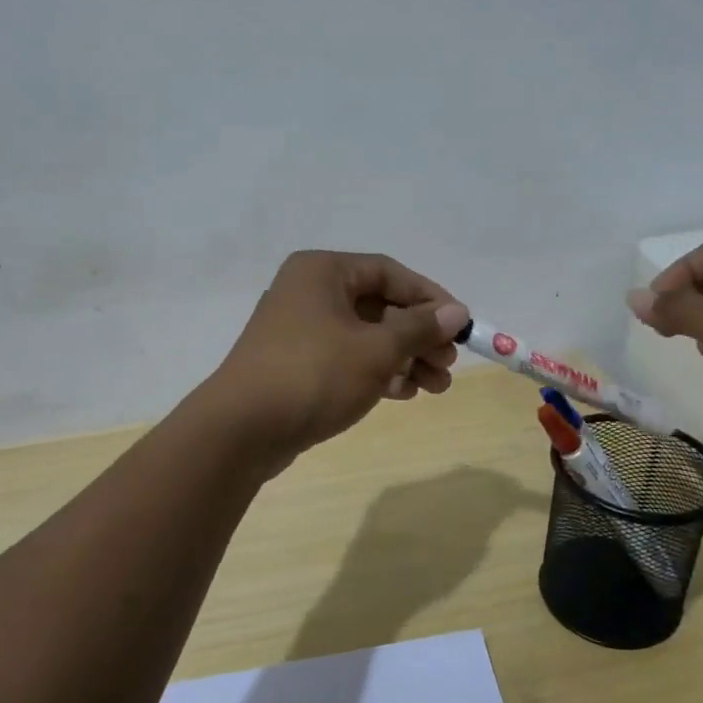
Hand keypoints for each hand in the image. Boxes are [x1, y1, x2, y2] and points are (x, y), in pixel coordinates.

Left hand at [207, 251, 467, 464]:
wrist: (242, 430)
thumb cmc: (314, 375)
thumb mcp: (376, 350)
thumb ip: (419, 328)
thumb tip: (457, 312)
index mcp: (323, 272)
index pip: (389, 272)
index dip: (430, 298)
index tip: (460, 326)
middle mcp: (308, 292)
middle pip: (378, 306)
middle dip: (419, 337)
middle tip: (448, 366)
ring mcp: (299, 330)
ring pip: (364, 336)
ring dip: (403, 359)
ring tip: (435, 387)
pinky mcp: (295, 364)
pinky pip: (346, 359)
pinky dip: (376, 372)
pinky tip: (402, 393)